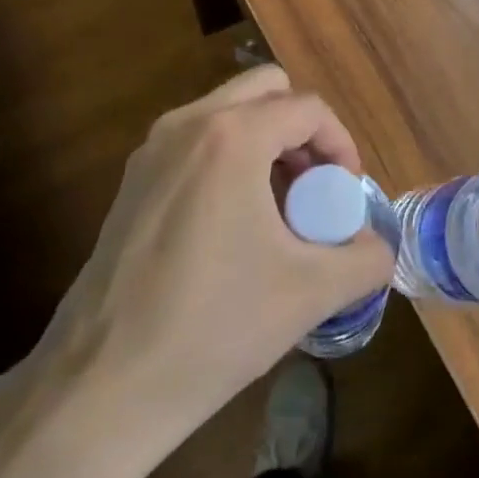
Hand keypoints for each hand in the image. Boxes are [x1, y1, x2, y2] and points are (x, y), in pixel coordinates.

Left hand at [0, 67, 391, 477]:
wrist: (102, 387)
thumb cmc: (214, 328)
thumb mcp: (309, 293)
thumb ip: (364, 259)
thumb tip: (377, 248)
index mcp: (232, 137)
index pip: (308, 108)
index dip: (341, 145)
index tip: (346, 195)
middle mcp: (187, 124)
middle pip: (265, 90)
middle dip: (301, 131)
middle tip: (313, 189)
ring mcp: (152, 149)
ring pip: (228, 113)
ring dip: (266, 144)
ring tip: (279, 212)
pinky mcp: (132, 181)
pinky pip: (197, 142)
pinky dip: (230, 160)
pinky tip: (234, 228)